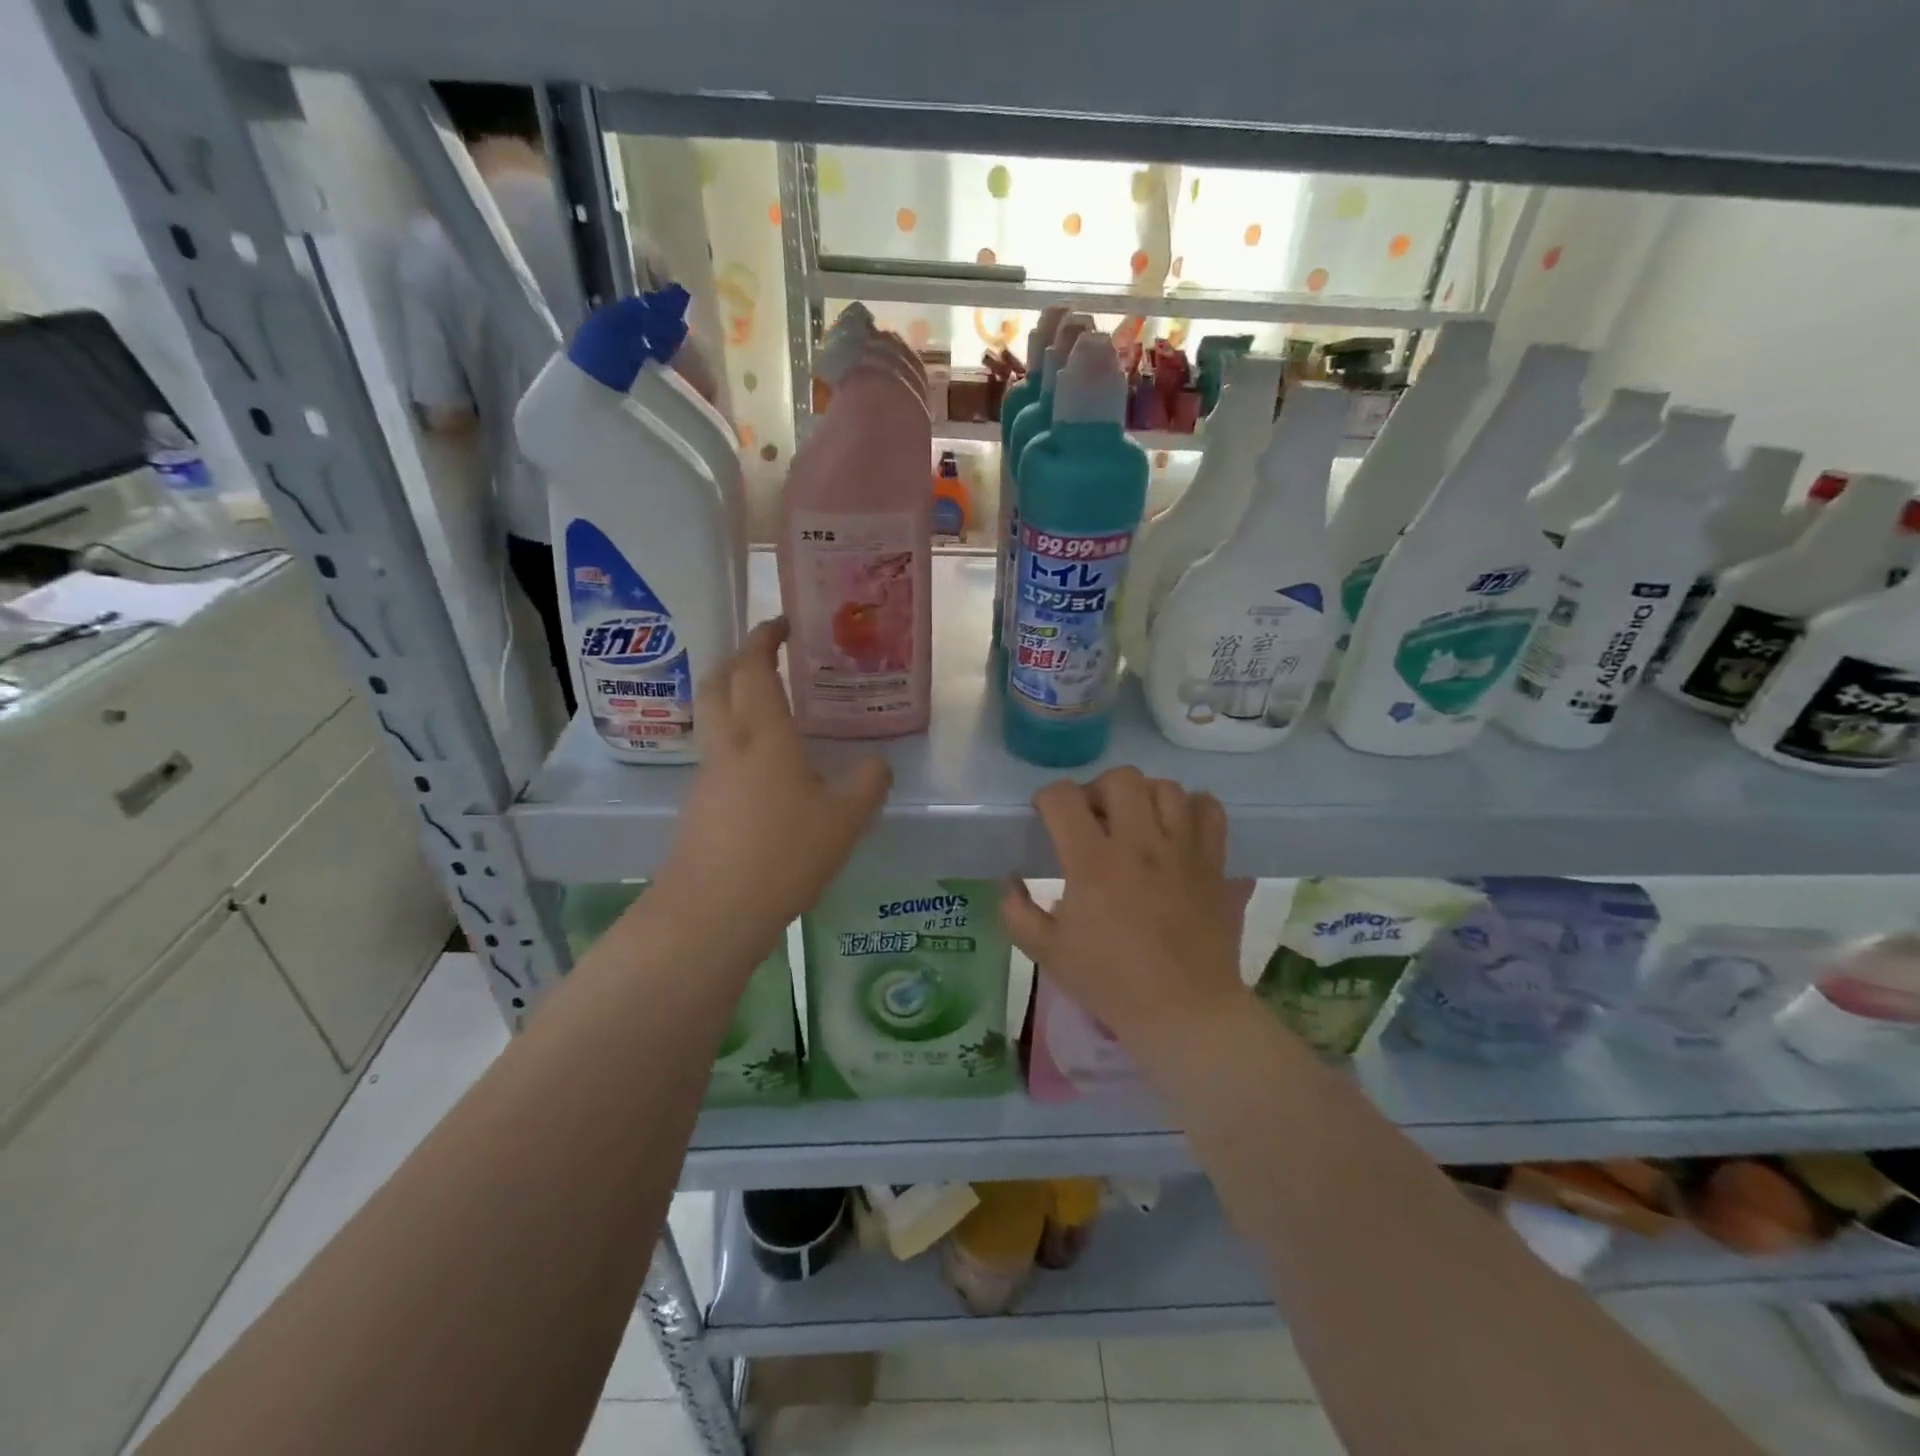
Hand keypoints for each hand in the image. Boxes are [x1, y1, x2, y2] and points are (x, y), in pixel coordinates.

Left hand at [655, 619, 890, 951]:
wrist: (713, 911)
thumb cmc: (784, 854)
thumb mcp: (846, 819)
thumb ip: (868, 782)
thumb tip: (876, 763)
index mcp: (764, 735)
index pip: (754, 667)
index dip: (765, 638)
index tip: (782, 623)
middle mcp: (728, 745)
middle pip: (718, 682)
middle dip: (739, 658)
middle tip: (768, 655)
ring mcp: (707, 776)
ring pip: (712, 717)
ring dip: (733, 697)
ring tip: (770, 706)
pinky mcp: (698, 805)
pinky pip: (716, 752)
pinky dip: (735, 736)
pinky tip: (763, 765)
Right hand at [1001, 768, 1250, 1065]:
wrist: (1185, 1012)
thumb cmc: (1111, 982)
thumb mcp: (1047, 952)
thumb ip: (1017, 911)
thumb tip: (1009, 878)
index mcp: (1093, 862)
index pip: (1063, 797)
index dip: (1047, 798)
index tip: (1046, 816)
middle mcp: (1140, 843)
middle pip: (1120, 779)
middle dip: (1097, 791)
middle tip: (1092, 820)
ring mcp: (1183, 849)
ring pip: (1166, 787)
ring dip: (1143, 797)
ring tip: (1135, 823)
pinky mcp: (1214, 862)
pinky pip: (1209, 809)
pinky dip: (1191, 809)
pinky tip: (1176, 829)